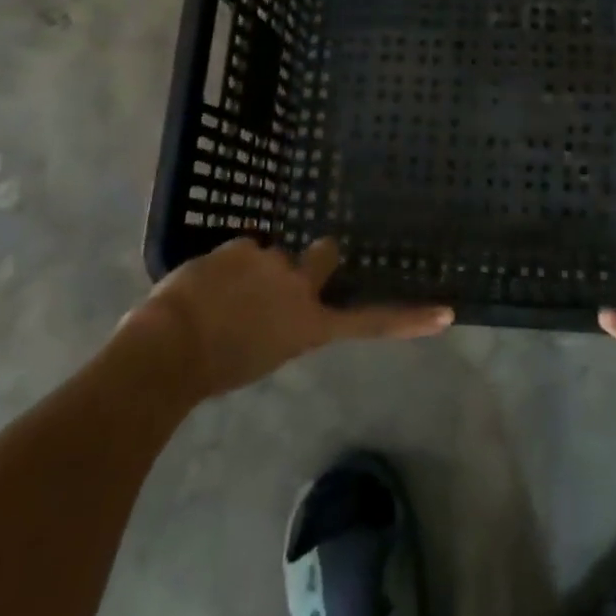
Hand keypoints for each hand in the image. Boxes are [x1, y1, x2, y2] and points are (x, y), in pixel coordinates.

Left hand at [124, 237, 452, 397]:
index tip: (446, 313)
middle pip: (324, 254)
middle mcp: (301, 287)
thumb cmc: (213, 369)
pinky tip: (203, 284)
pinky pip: (239, 250)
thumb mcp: (264, 355)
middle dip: (314, 257)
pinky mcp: (243, 246)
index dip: (409, 318)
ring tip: (219, 295)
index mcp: (309, 325)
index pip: (368, 321)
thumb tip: (278, 309)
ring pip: (269, 254)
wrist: (169, 351)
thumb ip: (283, 326)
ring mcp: (273, 261)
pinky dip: (225, 265)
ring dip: (253, 268)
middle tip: (285, 272)